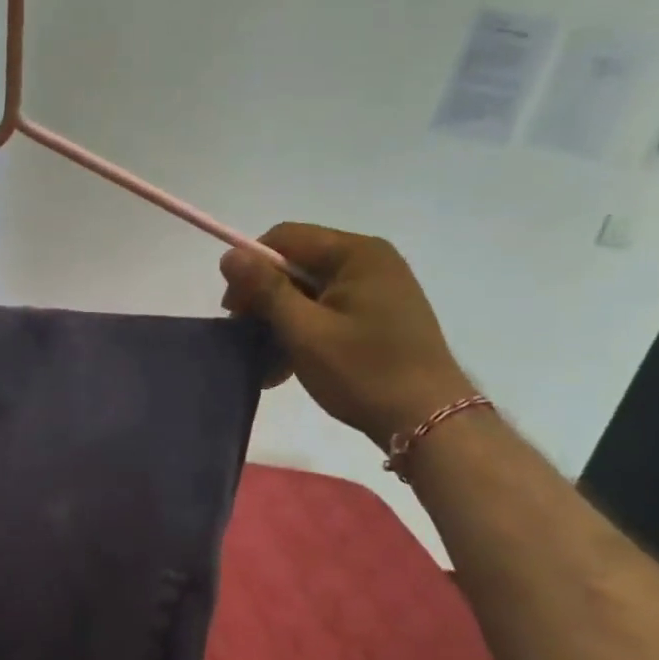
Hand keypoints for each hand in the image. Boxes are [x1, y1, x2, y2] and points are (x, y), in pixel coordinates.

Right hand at [220, 224, 473, 445]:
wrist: (430, 422)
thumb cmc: (363, 372)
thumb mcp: (304, 331)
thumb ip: (265, 289)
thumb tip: (228, 255)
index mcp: (355, 253)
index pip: (284, 238)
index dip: (251, 267)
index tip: (234, 310)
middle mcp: (369, 260)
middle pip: (297, 263)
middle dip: (265, 298)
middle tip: (245, 337)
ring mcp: (378, 288)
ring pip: (309, 291)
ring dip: (281, 320)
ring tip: (265, 361)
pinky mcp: (380, 314)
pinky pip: (328, 310)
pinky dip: (304, 331)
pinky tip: (286, 366)